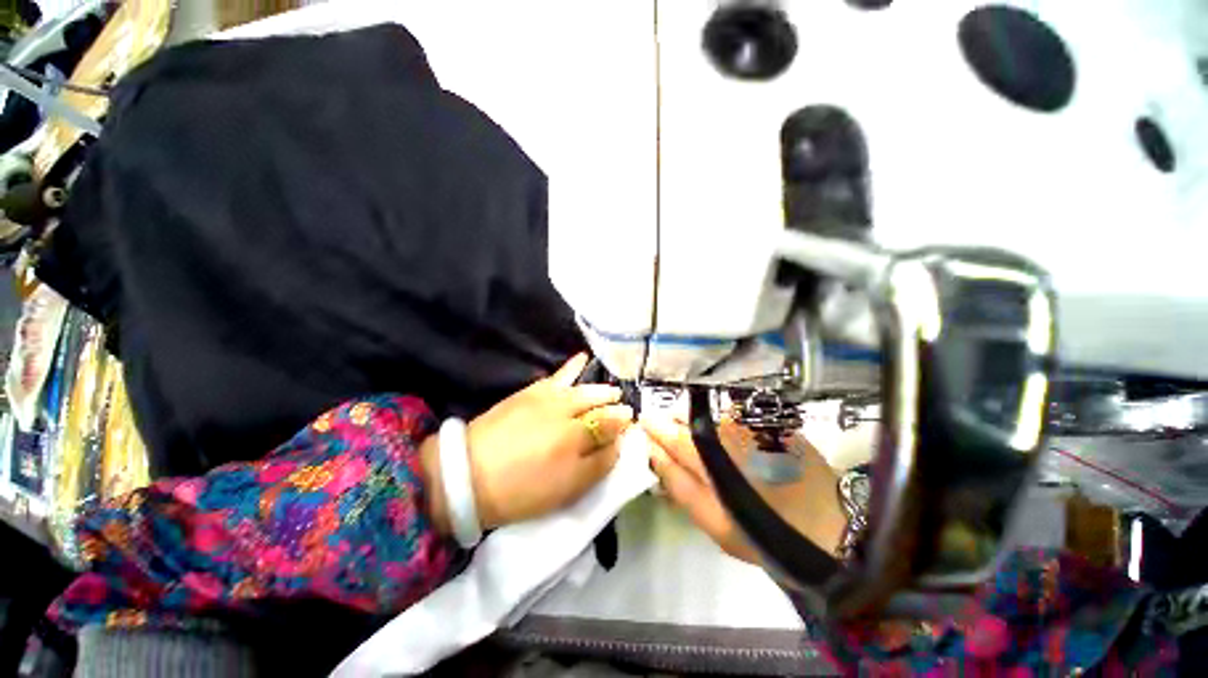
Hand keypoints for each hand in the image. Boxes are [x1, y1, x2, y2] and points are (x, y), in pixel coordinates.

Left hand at [422, 354, 632, 532]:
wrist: (467, 474)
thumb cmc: (520, 491)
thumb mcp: (566, 490)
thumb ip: (598, 465)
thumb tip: (617, 443)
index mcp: (578, 439)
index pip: (611, 426)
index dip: (623, 426)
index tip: (631, 427)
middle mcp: (569, 412)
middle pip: (600, 405)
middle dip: (615, 407)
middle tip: (624, 410)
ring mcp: (550, 398)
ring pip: (585, 389)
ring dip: (602, 390)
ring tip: (613, 392)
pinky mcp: (533, 391)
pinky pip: (559, 375)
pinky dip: (573, 366)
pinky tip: (583, 357)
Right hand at [641, 414, 846, 564]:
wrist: (830, 527)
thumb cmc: (764, 531)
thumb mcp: (712, 521)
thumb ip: (678, 484)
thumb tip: (652, 452)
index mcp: (710, 455)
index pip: (670, 432)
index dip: (654, 427)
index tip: (643, 425)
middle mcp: (728, 428)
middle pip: (689, 418)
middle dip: (675, 426)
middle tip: (674, 445)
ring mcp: (750, 422)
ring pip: (710, 417)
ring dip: (700, 427)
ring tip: (706, 450)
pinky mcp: (768, 420)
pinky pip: (732, 418)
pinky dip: (723, 427)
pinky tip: (732, 445)